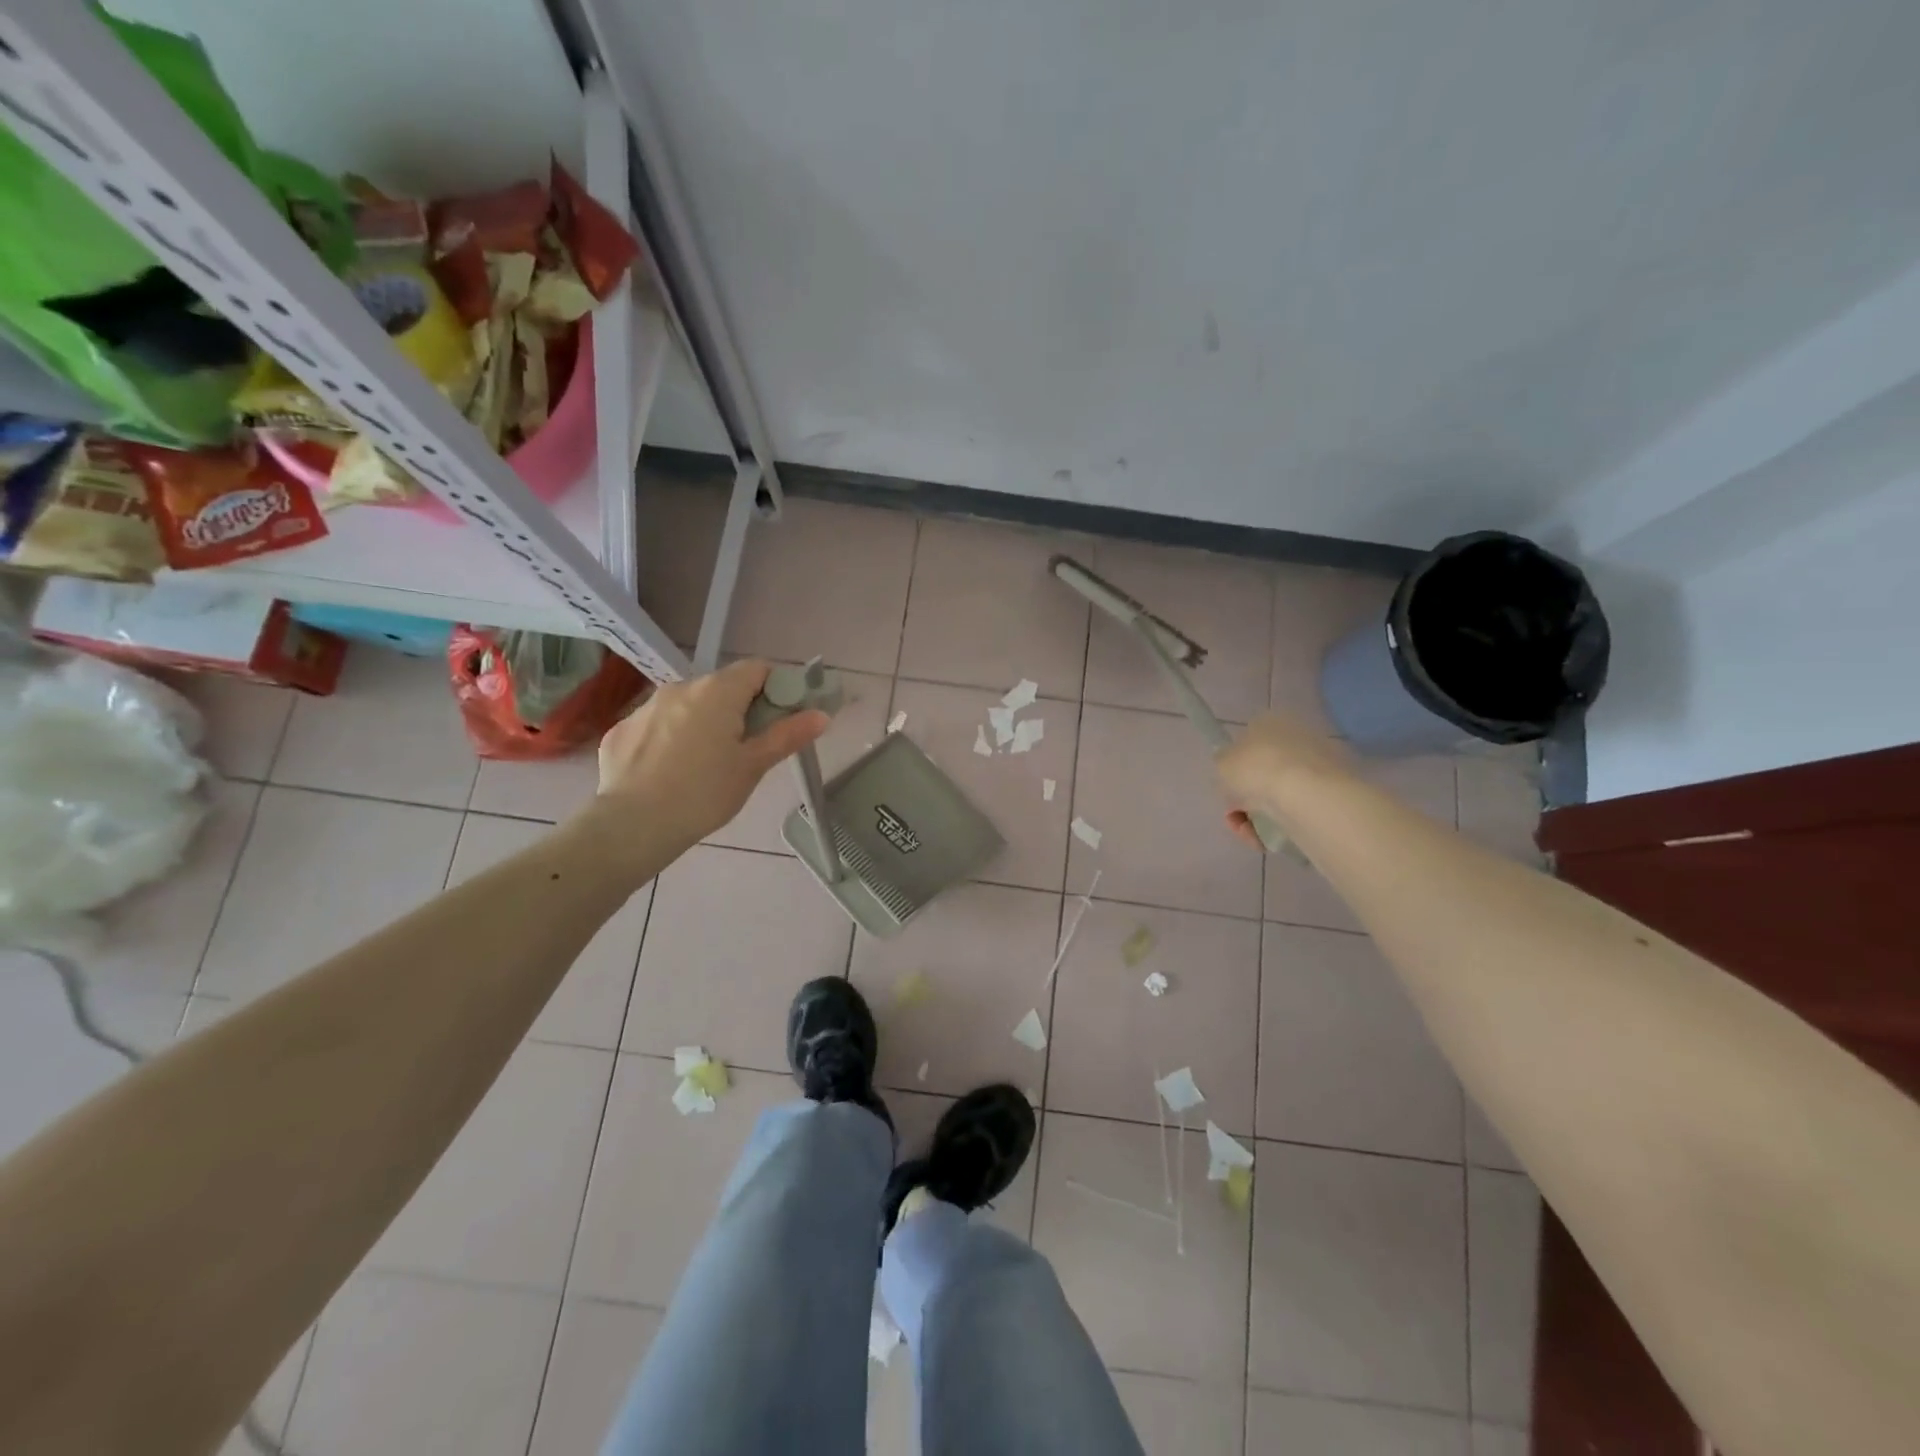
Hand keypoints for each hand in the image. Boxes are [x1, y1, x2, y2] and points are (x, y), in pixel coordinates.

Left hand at [590, 659, 828, 852]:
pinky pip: (656, 725)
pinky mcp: (620, 729)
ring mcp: (645, 706)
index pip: (757, 669)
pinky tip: (669, 772)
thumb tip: (821, 714)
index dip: (775, 688)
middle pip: (722, 687)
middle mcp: (681, 687)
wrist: (632, 826)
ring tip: (705, 764)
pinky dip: (669, 739)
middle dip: (739, 709)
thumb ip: (787, 735)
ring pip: (687, 705)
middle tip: (746, 748)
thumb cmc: (704, 794)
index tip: (780, 718)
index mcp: (718, 691)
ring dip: (702, 722)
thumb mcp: (753, 766)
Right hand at [1216, 714, 1353, 848]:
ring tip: (1251, 834)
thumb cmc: (1256, 769)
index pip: (1247, 745)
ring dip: (1259, 816)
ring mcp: (1318, 765)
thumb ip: (1223, 764)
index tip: (1227, 791)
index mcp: (1270, 722)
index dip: (1234, 771)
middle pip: (1263, 773)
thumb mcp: (1222, 763)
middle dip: (1247, 798)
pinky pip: (1298, 810)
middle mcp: (1296, 738)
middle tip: (1236, 816)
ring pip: (1279, 795)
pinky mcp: (1333, 793)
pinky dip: (1281, 825)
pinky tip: (1268, 838)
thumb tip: (1231, 769)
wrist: (1305, 795)